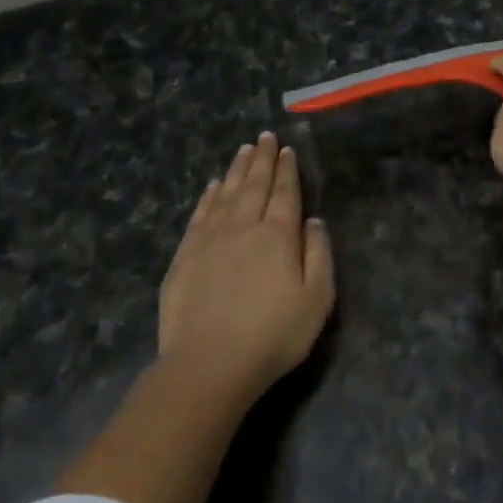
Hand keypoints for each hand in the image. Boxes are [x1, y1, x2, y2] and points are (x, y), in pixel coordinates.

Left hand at [158, 132, 334, 403]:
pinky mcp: (184, 258)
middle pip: (254, 186)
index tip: (286, 149)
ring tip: (242, 151)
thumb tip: (313, 221)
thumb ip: (318, 254)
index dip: (287, 170)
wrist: (209, 365)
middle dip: (261, 159)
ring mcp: (210, 241)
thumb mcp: (317, 299)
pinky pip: (199, 216)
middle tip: (264, 137)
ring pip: (225, 194)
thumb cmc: (274, 335)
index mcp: (278, 235)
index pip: (285, 192)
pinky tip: (212, 188)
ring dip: (236, 170)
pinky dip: (207, 197)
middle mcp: (243, 227)